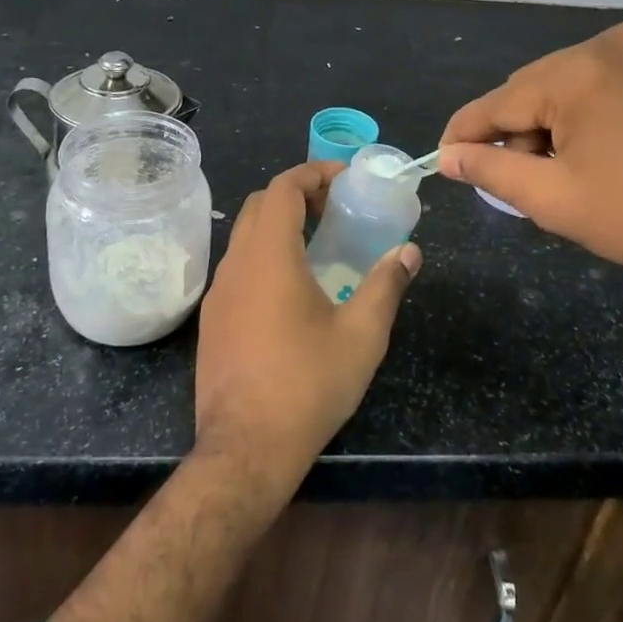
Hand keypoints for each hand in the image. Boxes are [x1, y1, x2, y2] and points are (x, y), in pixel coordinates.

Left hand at [195, 163, 419, 491]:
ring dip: (278, 224)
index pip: (283, 188)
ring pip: (245, 235)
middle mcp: (236, 263)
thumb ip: (386, 285)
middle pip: (260, 204)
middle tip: (335, 207)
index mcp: (269, 255)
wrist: (245, 448)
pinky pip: (238, 266)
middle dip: (297, 194)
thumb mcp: (361, 334)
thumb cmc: (307, 384)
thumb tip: (410, 252)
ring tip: (318, 243)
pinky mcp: (212, 319)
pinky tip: (291, 288)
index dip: (313, 173)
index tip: (344, 179)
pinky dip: (264, 254)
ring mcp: (218, 292)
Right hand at [439, 23, 622, 293]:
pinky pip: (618, 77)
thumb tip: (449, 156)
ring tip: (575, 164)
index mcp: (575, 72)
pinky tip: (616, 144)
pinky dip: (601, 107)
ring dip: (561, 118)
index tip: (446, 157)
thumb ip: (492, 171)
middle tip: (525, 176)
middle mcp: (609, 42)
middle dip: (521, 130)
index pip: (498, 101)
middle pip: (538, 87)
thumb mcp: (556, 200)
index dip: (466, 133)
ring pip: (577, 81)